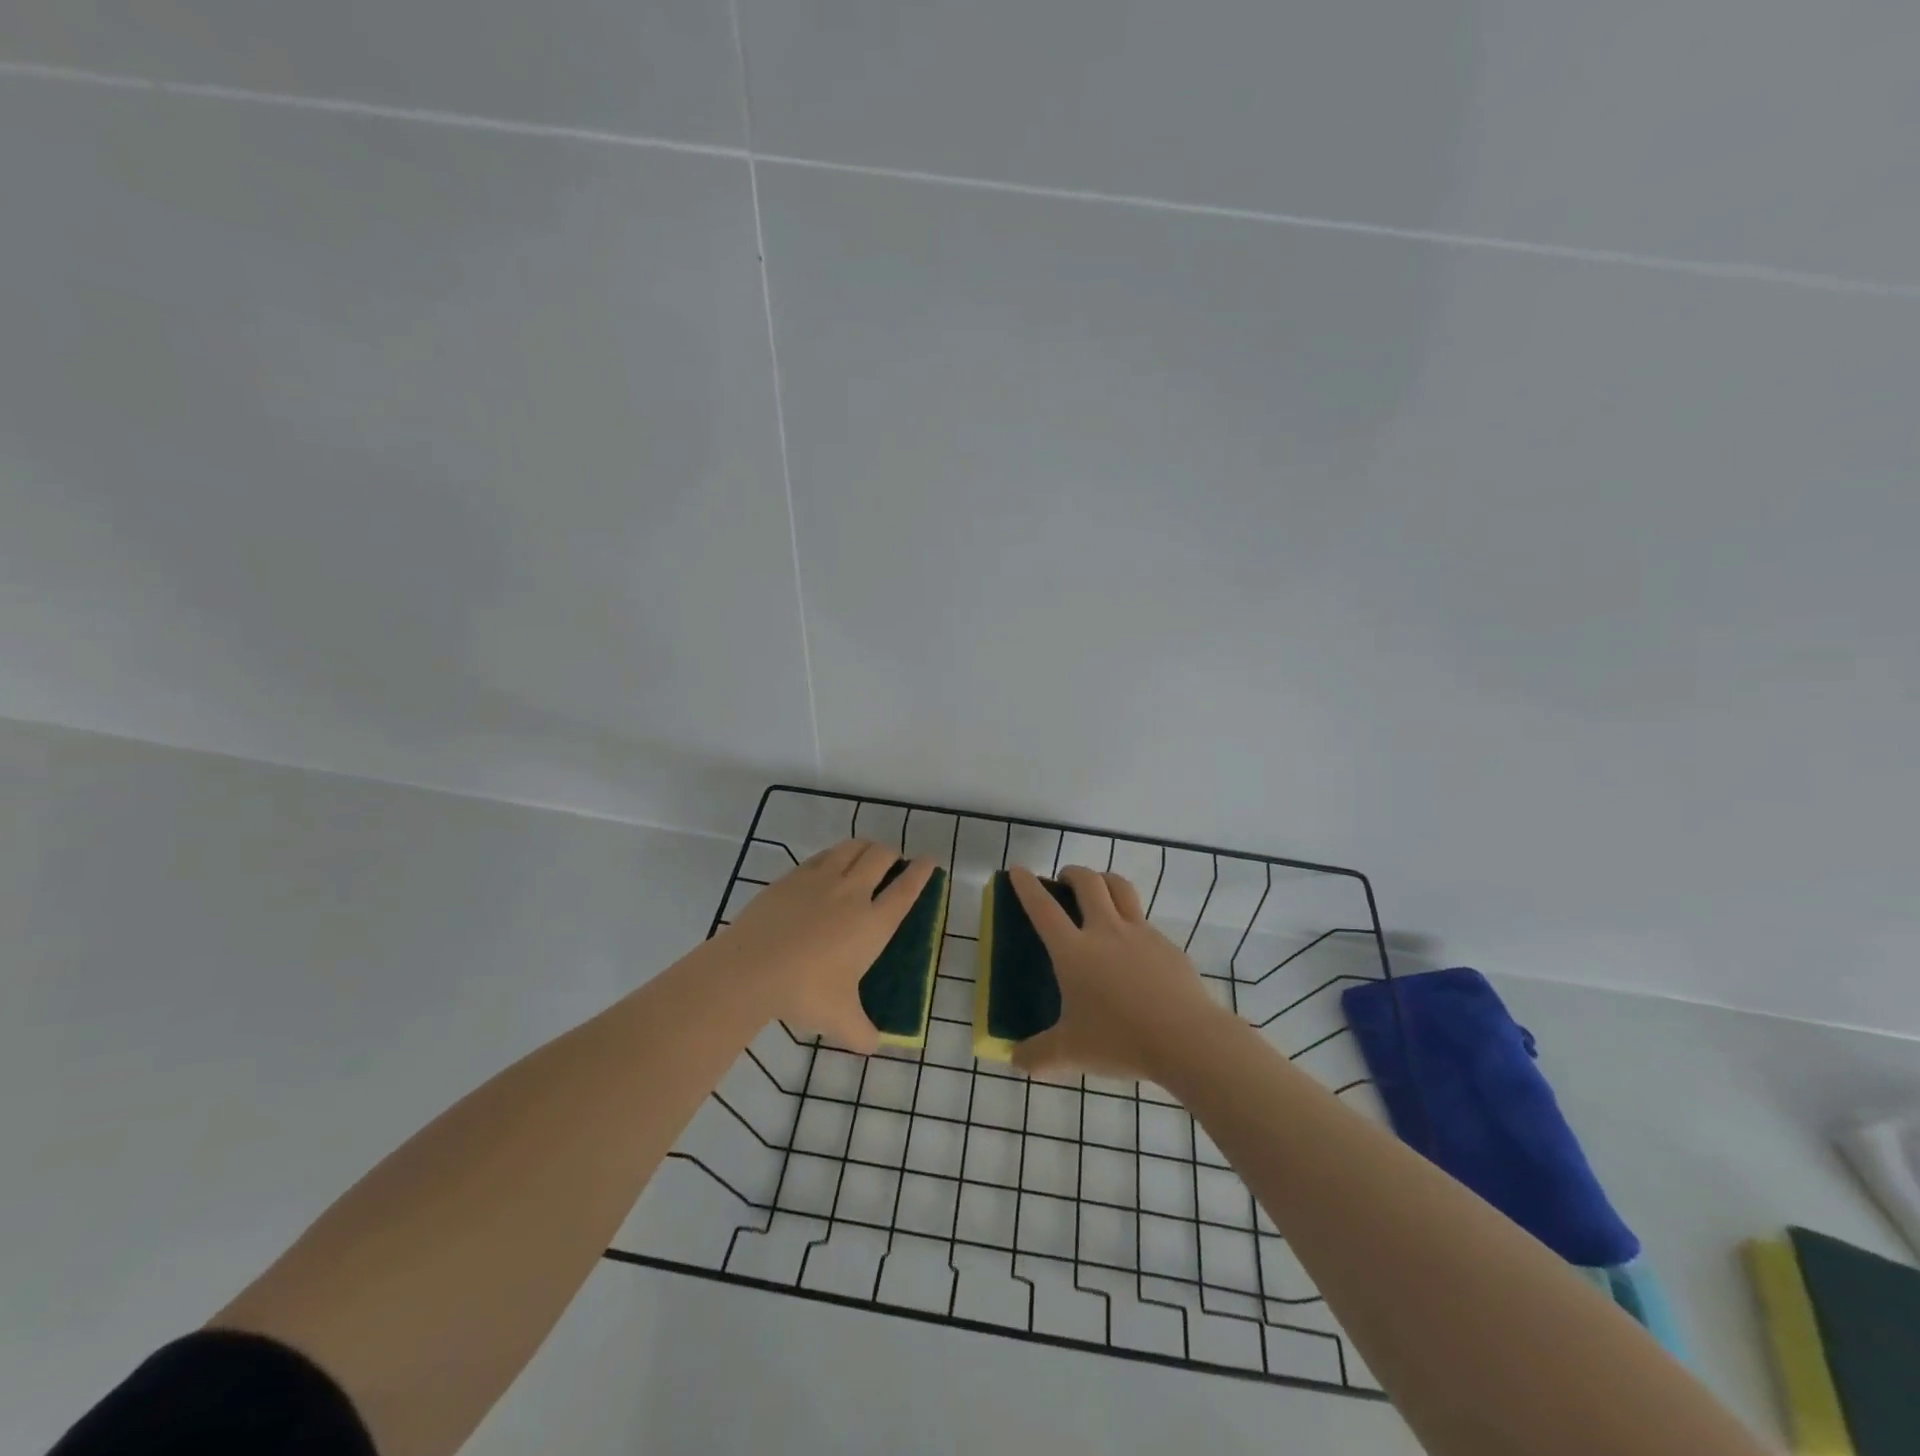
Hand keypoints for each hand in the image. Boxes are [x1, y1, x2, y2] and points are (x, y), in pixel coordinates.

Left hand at [712, 840, 936, 1053]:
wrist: (751, 968)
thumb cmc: (805, 991)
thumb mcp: (839, 1020)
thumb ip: (863, 1033)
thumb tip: (874, 1047)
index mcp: (873, 923)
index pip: (906, 890)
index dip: (921, 872)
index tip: (929, 860)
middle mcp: (853, 893)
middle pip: (881, 857)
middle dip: (893, 854)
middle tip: (894, 862)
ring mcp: (821, 880)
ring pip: (852, 848)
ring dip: (866, 847)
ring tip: (867, 855)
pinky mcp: (793, 877)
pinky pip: (823, 855)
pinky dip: (835, 854)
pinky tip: (831, 864)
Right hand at [1008, 864, 1231, 1081]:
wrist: (1187, 1039)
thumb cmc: (1120, 1040)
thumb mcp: (1070, 1053)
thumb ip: (1037, 1055)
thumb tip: (1014, 1060)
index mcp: (1074, 951)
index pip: (1043, 908)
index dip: (1027, 886)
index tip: (1018, 870)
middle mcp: (1105, 931)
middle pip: (1087, 882)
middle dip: (1072, 872)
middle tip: (1064, 880)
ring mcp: (1140, 933)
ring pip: (1120, 887)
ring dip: (1104, 880)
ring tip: (1098, 890)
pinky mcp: (1167, 945)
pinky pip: (1145, 921)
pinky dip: (1131, 920)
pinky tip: (1133, 947)